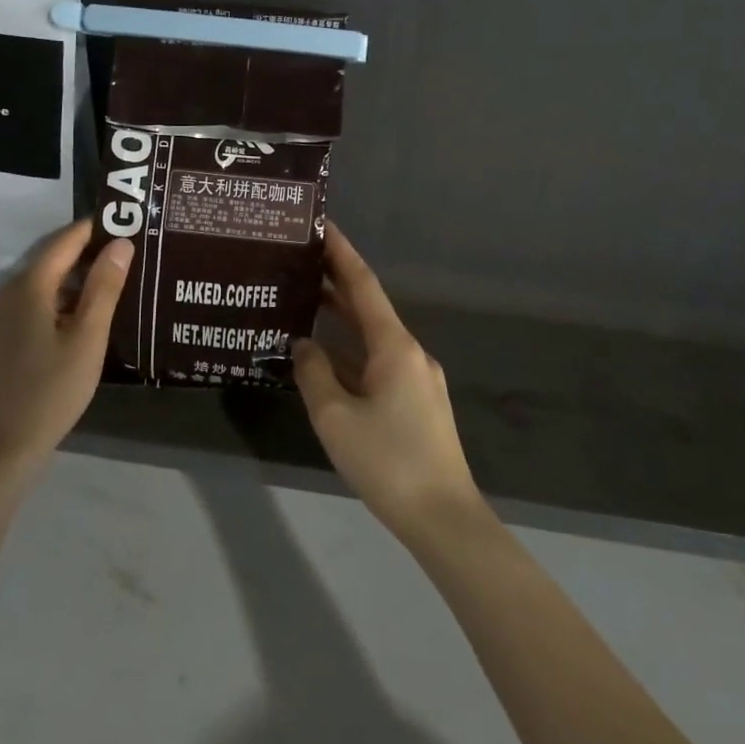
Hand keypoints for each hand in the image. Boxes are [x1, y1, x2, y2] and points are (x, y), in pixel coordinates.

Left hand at [0, 218, 133, 479]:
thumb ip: (105, 287)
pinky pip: (33, 305)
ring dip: (76, 279)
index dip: (95, 228)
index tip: (127, 222)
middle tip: (129, 253)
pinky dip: (60, 300)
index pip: (64, 241)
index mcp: (29, 287)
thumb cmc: (51, 390)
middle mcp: (8, 293)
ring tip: (114, 282)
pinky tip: (83, 318)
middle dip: (88, 253)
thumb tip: (122, 244)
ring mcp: (0, 318)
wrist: (1, 447)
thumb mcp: (88, 338)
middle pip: (51, 260)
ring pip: (43, 284)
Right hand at [293, 222, 486, 542]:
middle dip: (337, 283)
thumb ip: (314, 373)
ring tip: (304, 302)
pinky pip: (377, 365)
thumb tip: (303, 345)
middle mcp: (409, 353)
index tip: (322, 226)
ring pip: (371, 338)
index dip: (342, 253)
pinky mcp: (415, 403)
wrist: (443, 517)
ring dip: (341, 321)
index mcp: (394, 346)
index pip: (363, 285)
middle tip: (300, 261)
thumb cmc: (388, 461)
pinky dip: (350, 354)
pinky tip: (324, 359)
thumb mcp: (335, 417)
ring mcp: (416, 379)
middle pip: (368, 308)